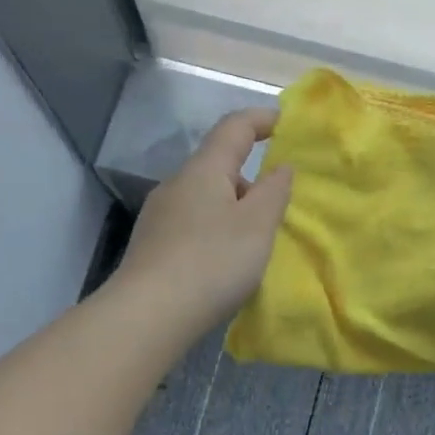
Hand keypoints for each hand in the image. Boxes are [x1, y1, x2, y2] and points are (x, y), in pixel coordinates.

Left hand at [112, 109, 293, 336]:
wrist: (148, 315)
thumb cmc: (212, 262)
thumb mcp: (258, 225)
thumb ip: (275, 191)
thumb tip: (281, 166)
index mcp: (203, 170)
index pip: (234, 127)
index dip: (261, 119)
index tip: (286, 123)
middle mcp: (176, 184)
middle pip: (218, 166)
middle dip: (250, 178)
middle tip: (277, 208)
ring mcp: (159, 215)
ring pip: (205, 198)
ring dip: (233, 209)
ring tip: (254, 243)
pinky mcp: (151, 245)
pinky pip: (193, 224)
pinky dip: (215, 230)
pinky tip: (224, 262)